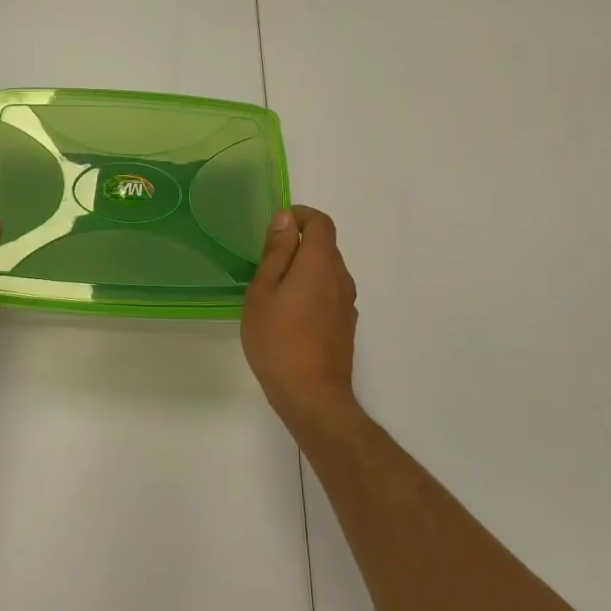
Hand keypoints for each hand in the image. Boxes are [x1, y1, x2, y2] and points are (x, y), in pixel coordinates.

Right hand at [242, 205, 359, 433]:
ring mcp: (347, 303)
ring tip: (274, 289)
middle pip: (326, 246)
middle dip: (299, 243)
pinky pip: (330, 293)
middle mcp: (340, 278)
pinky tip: (290, 314)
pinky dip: (312, 290)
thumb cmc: (278, 339)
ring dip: (305, 269)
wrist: (312, 395)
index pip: (321, 223)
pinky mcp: (346, 325)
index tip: (276, 225)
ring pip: (328, 271)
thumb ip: (276, 252)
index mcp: (320, 263)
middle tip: (266, 260)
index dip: (301, 215)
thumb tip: (285, 218)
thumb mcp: (263, 291)